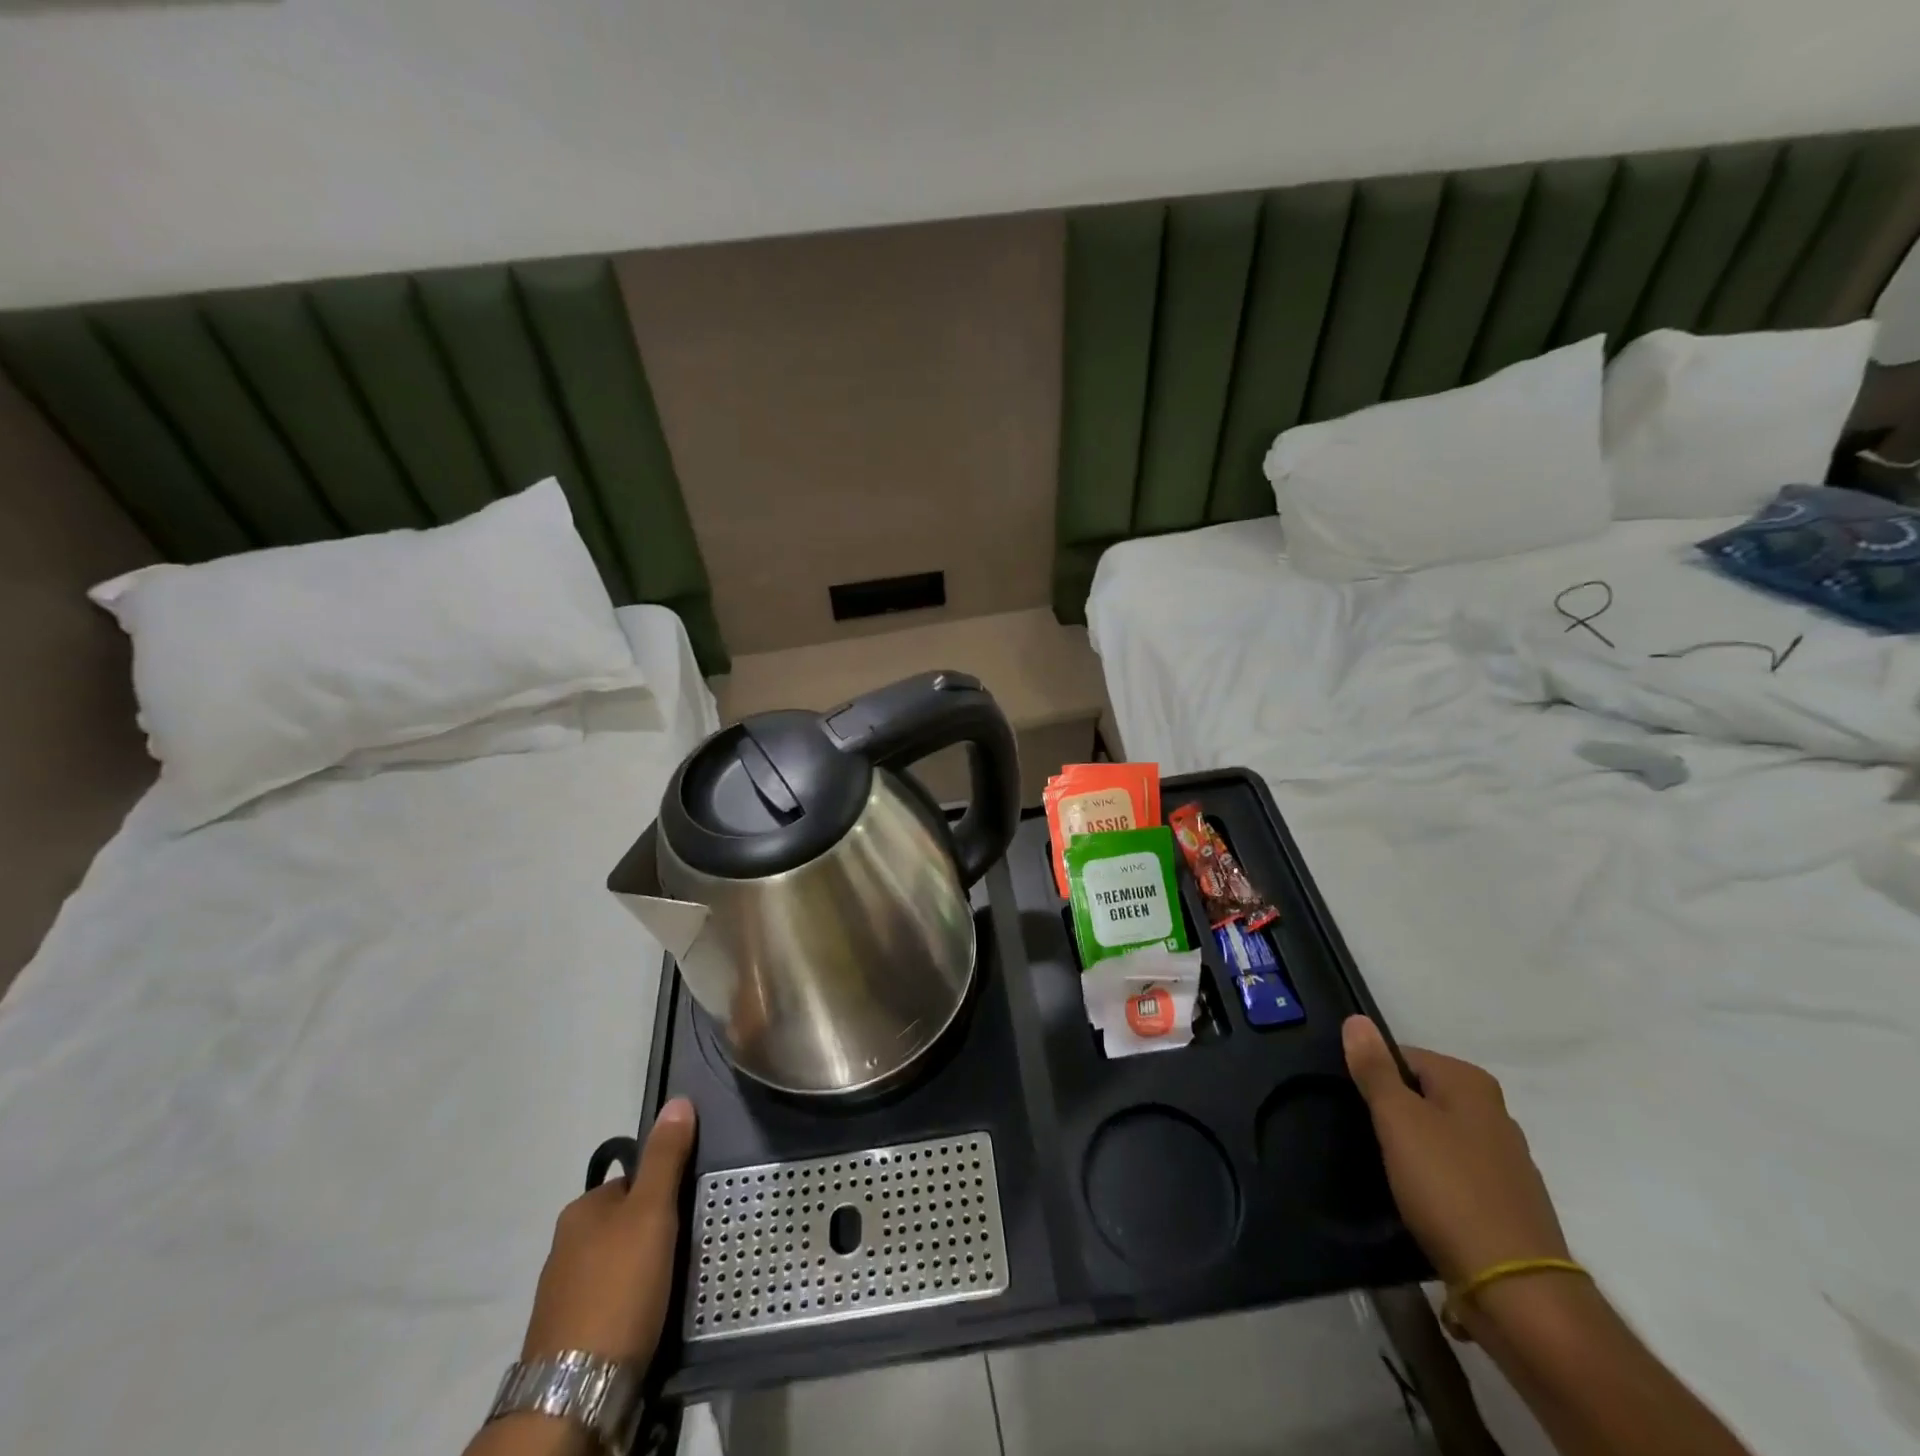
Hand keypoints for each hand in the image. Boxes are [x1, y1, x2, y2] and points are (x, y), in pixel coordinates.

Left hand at [519, 1098, 696, 1369]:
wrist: (576, 1390)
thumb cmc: (618, 1287)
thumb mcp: (652, 1212)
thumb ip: (666, 1158)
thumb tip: (678, 1100)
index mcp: (582, 1210)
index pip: (632, 1181)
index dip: (664, 1191)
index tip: (690, 1209)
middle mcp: (565, 1245)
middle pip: (625, 1222)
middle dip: (655, 1232)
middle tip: (689, 1246)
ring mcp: (564, 1293)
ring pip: (618, 1263)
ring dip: (644, 1269)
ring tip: (675, 1283)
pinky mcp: (569, 1335)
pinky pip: (611, 1300)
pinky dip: (632, 1302)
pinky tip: (650, 1315)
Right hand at [1343, 1016, 1567, 1288]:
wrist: (1515, 1290)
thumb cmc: (1449, 1188)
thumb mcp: (1398, 1119)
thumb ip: (1374, 1069)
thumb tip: (1357, 1019)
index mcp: (1471, 1083)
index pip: (1403, 1056)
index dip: (1373, 1077)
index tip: (1354, 1106)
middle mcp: (1494, 1112)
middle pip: (1422, 1095)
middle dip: (1393, 1113)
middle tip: (1366, 1138)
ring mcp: (1506, 1160)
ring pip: (1438, 1136)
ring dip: (1412, 1149)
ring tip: (1386, 1172)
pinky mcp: (1506, 1202)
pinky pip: (1455, 1174)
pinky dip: (1434, 1182)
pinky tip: (1418, 1201)